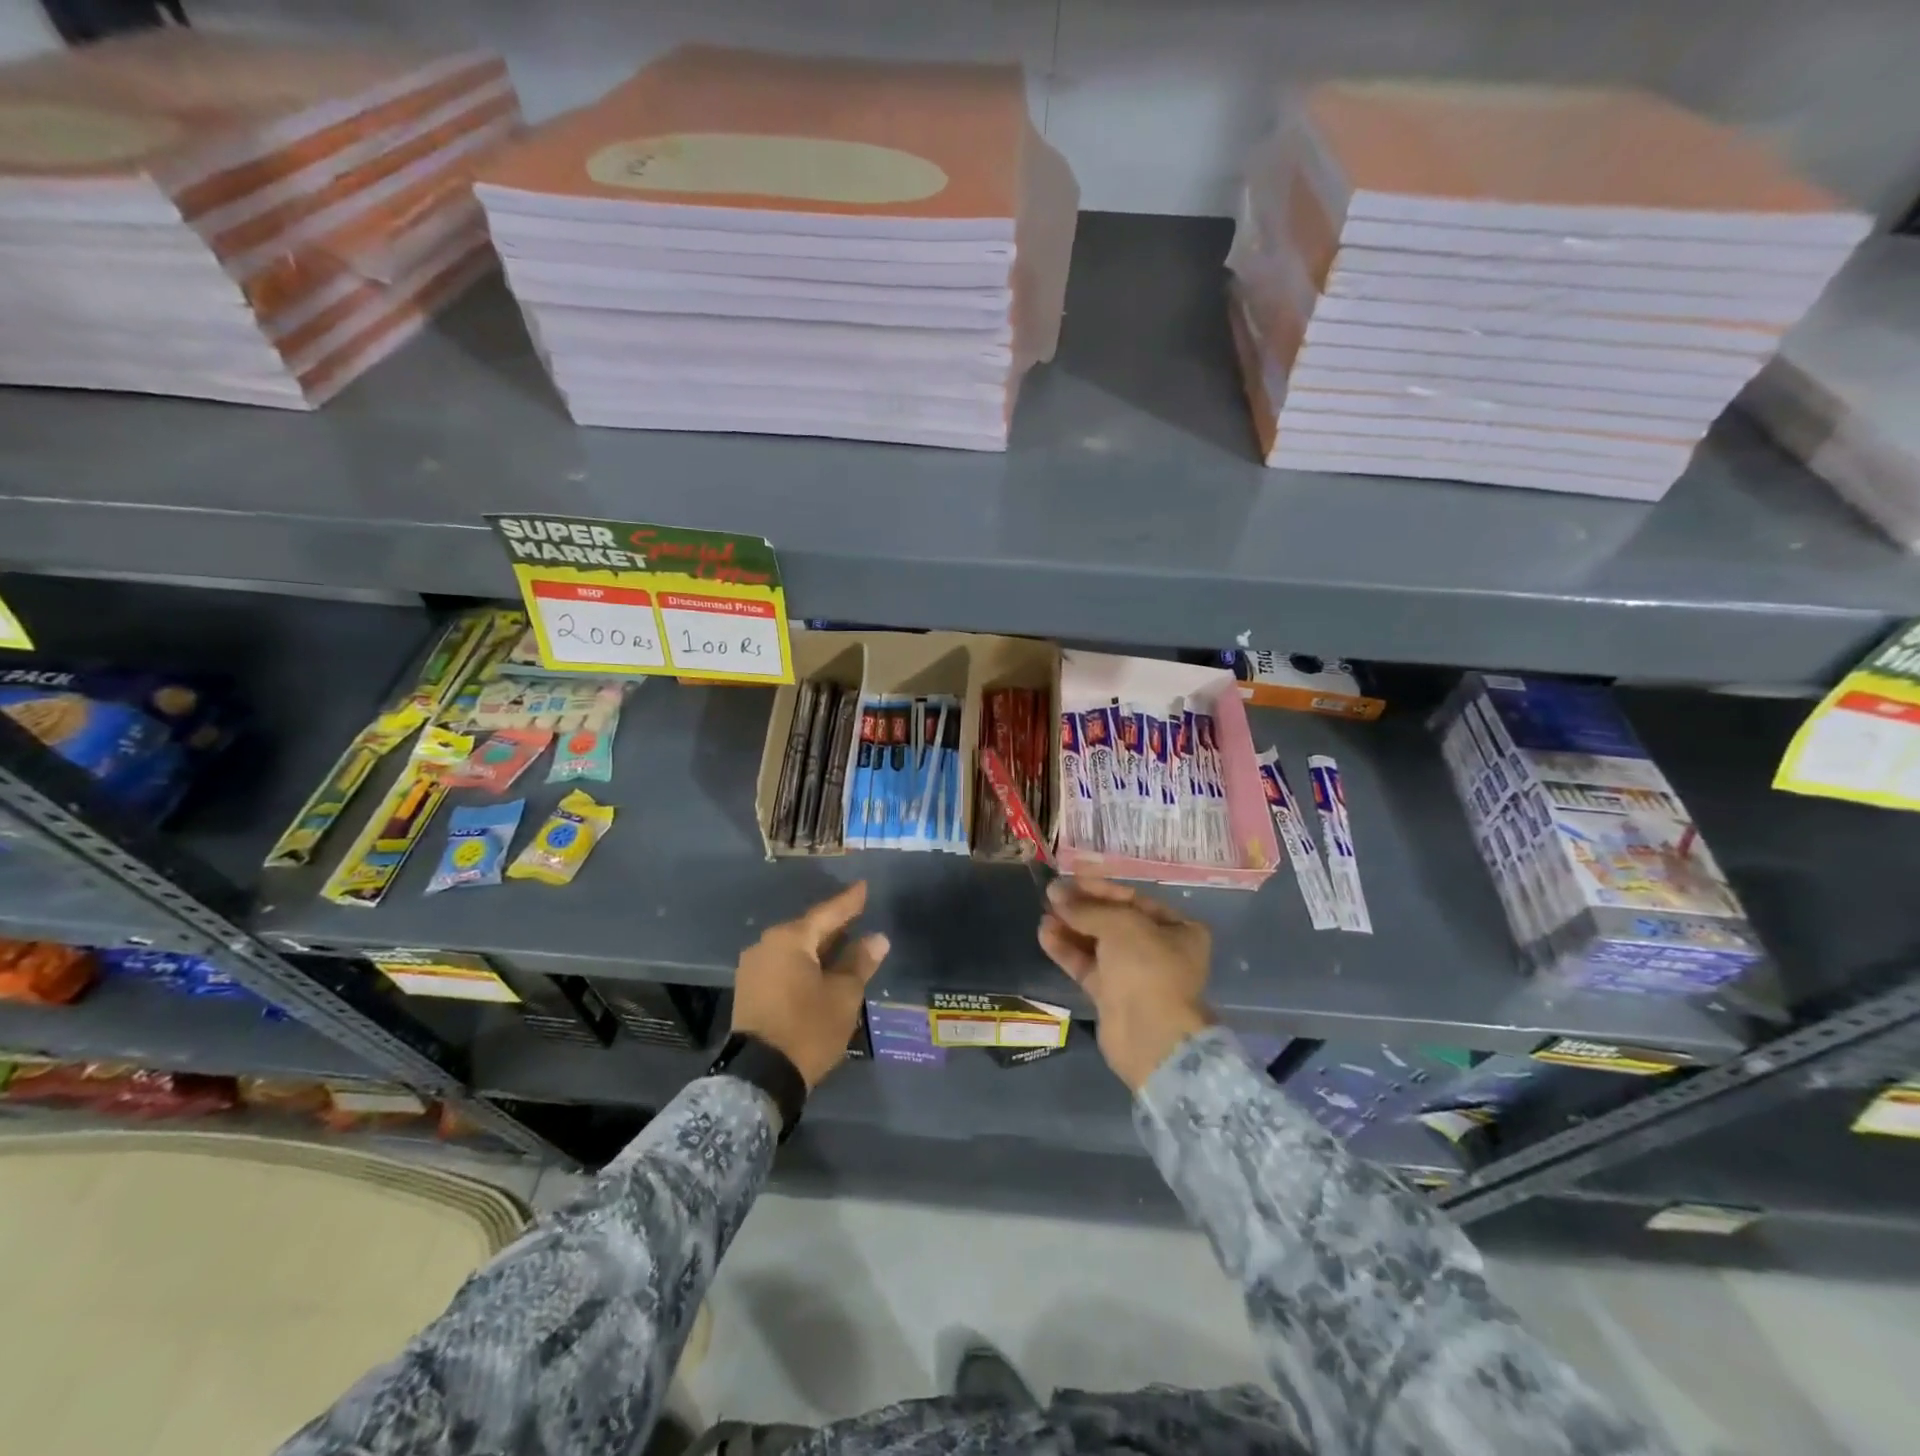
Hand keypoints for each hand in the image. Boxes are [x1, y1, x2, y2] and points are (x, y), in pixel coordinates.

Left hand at [732, 881, 890, 1088]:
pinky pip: (783, 965)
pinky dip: (803, 963)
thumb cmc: (808, 1028)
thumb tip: (877, 939)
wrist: (760, 1076)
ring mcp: (753, 968)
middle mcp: (766, 945)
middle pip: (808, 929)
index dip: (849, 902)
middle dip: (833, 925)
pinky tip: (819, 968)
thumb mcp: (843, 995)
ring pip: (794, 948)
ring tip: (843, 944)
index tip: (863, 887)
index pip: (827, 913)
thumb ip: (860, 962)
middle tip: (857, 916)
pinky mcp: (749, 990)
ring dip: (818, 947)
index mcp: (790, 939)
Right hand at [1038, 876, 1214, 1091]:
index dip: (1100, 887)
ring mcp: (1135, 974)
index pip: (1133, 899)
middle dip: (1082, 908)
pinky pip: (1087, 965)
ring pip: (1097, 943)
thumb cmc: (1146, 967)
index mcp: (1178, 929)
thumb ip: (1086, 908)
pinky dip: (1067, 950)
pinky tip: (1045, 934)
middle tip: (1052, 896)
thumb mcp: (1119, 925)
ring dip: (1071, 927)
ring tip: (1043, 913)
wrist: (1149, 1035)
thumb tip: (1054, 891)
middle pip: (1114, 920)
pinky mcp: (1112, 995)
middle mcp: (1159, 949)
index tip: (1070, 878)